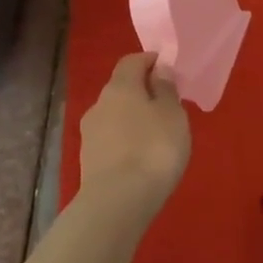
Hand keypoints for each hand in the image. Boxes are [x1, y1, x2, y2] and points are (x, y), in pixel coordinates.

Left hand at [78, 53, 190, 212]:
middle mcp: (99, 104)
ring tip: (156, 135)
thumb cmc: (154, 149)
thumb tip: (159, 70)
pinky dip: (126, 140)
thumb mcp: (173, 114)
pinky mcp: (89, 159)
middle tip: (167, 105)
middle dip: (142, 92)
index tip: (168, 69)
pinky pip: (111, 139)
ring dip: (133, 118)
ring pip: (115, 115)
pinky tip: (141, 156)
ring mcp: (90, 133)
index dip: (150, 61)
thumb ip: (166, 89)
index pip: (132, 61)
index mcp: (120, 87)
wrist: (118, 201)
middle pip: (122, 88)